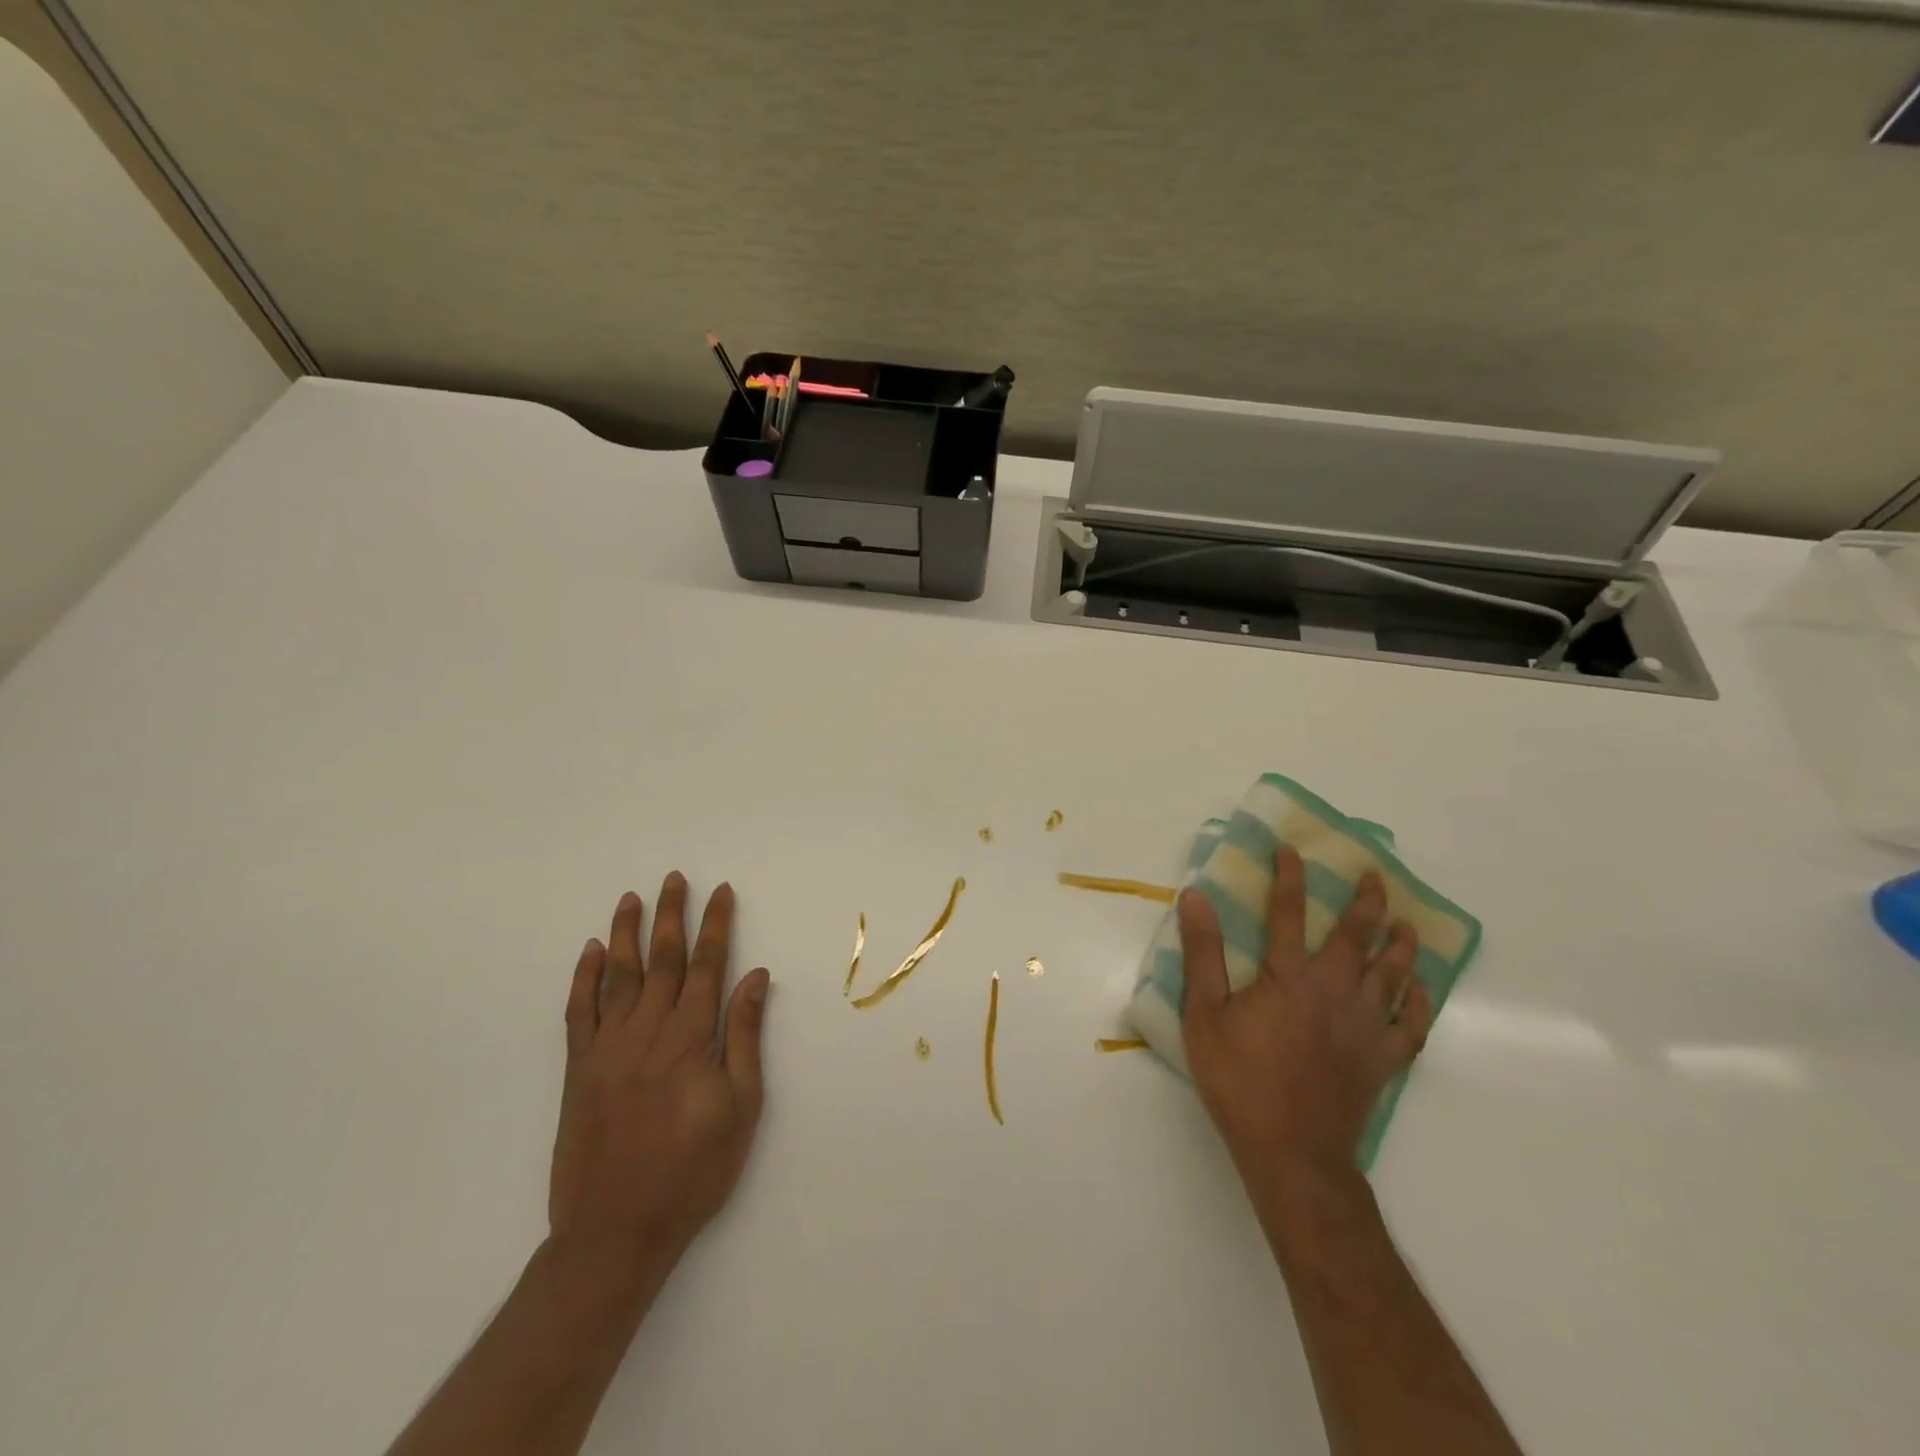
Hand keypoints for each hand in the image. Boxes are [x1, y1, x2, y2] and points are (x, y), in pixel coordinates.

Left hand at [548, 873, 771, 1276]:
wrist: (615, 1231)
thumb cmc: (693, 1170)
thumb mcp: (741, 1107)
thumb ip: (745, 1036)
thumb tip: (756, 978)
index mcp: (691, 1038)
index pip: (708, 965)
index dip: (716, 925)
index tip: (721, 892)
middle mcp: (648, 1031)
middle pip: (663, 959)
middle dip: (672, 915)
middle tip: (675, 878)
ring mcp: (608, 1047)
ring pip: (618, 975)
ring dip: (626, 933)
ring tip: (633, 898)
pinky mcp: (578, 1069)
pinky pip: (579, 1012)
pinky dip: (584, 978)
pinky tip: (591, 951)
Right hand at [1177, 848, 1431, 1178]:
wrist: (1291, 1151)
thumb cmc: (1240, 1078)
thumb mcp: (1204, 1013)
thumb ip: (1203, 953)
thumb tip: (1196, 896)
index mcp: (1290, 976)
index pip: (1289, 912)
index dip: (1290, 877)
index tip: (1292, 849)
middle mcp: (1335, 990)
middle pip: (1356, 935)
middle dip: (1365, 901)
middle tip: (1374, 875)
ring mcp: (1365, 1026)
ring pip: (1392, 974)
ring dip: (1399, 944)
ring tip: (1404, 923)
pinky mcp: (1382, 1060)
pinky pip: (1410, 1026)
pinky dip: (1418, 1004)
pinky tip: (1419, 989)